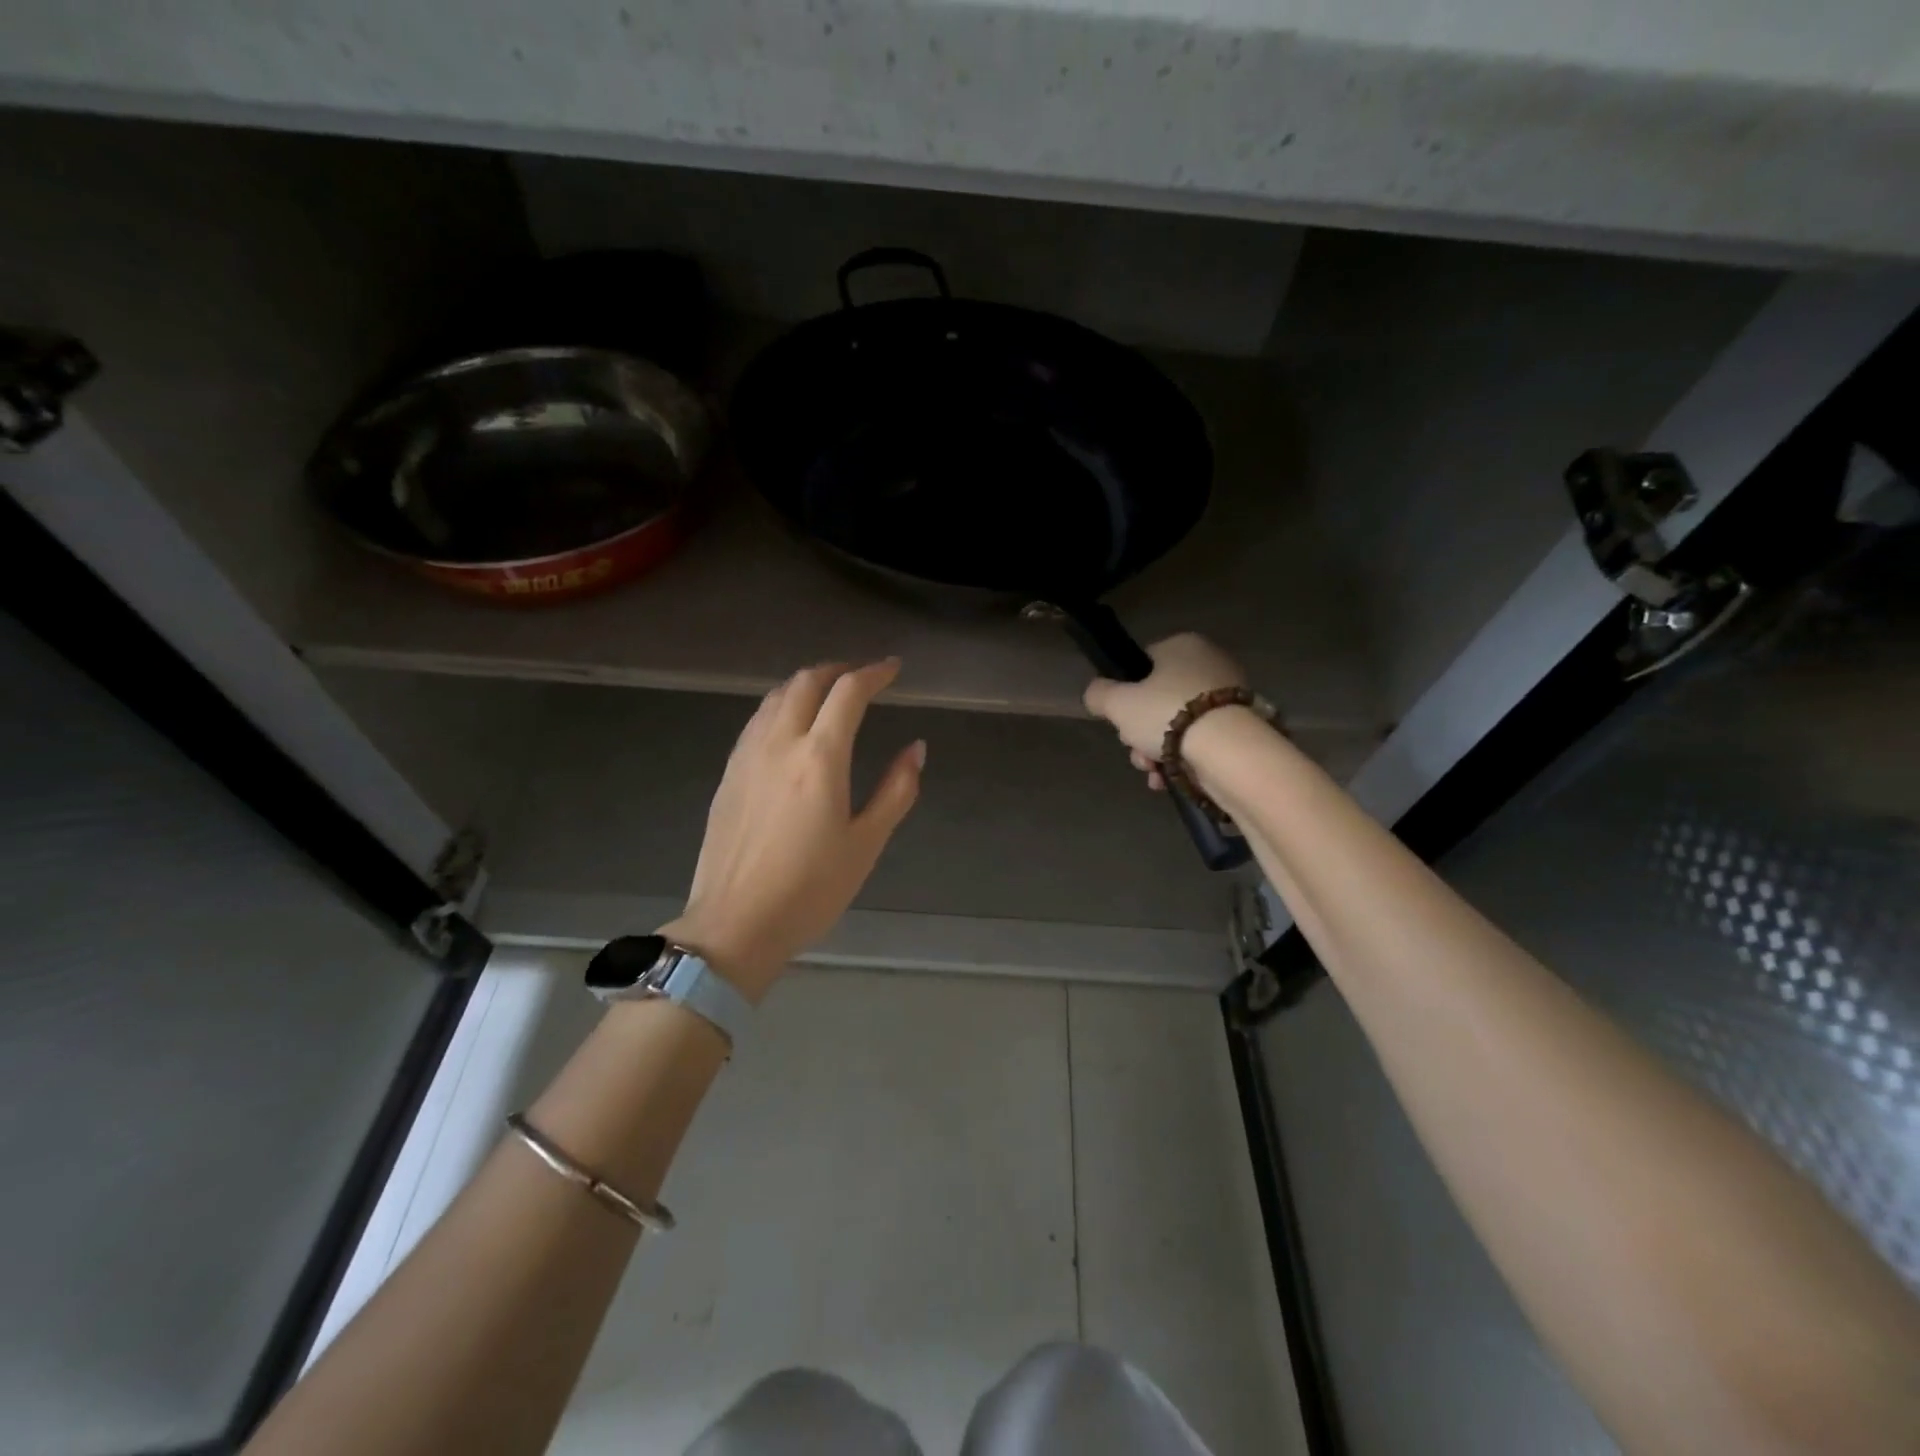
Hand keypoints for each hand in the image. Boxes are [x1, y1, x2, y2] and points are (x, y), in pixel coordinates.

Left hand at [660, 659, 923, 1001]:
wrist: (734, 924)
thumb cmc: (810, 890)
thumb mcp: (866, 844)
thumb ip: (896, 790)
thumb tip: (916, 749)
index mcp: (819, 758)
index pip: (847, 693)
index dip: (874, 673)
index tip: (893, 669)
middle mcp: (779, 744)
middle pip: (806, 682)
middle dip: (838, 670)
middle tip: (862, 677)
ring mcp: (747, 756)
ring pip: (775, 696)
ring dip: (806, 683)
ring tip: (829, 694)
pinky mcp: (728, 774)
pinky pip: (756, 720)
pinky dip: (781, 706)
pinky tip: (791, 725)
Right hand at [1082, 632, 1246, 790]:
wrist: (1229, 750)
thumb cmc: (1168, 714)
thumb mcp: (1118, 703)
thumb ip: (1099, 694)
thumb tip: (1096, 694)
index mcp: (1182, 645)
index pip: (1143, 664)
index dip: (1125, 694)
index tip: (1119, 721)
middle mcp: (1210, 663)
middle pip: (1158, 700)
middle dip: (1140, 732)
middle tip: (1135, 752)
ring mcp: (1230, 696)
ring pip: (1178, 724)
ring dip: (1156, 751)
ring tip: (1152, 773)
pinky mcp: (1242, 727)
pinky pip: (1201, 741)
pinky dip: (1182, 760)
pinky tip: (1168, 779)